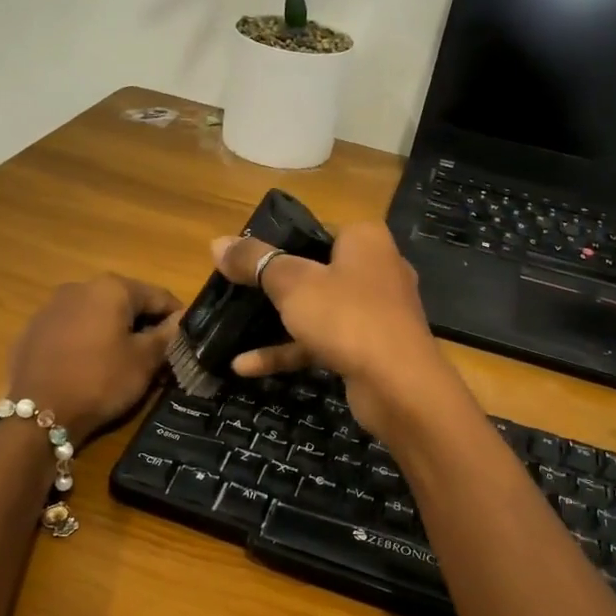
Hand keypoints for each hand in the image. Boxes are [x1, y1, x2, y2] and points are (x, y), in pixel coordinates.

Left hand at [7, 276, 181, 444]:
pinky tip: (89, 366)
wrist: (37, 413)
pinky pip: (72, 328)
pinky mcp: (34, 328)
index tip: (185, 341)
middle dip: (144, 324)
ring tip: (123, 363)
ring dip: (114, 331)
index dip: (177, 318)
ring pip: (97, 314)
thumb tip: (184, 318)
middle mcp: (80, 286)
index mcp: (112, 288)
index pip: (159, 296)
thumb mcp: (144, 361)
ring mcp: (52, 306)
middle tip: (156, 356)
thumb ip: (168, 334)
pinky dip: (87, 340)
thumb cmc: (100, 381)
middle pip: (126, 301)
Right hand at [209, 223, 455, 436]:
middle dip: (273, 284)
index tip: (244, 259)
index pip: (315, 229)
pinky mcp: (369, 347)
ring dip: (276, 321)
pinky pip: (322, 341)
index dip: (277, 242)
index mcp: (364, 240)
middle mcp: (375, 268)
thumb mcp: (292, 284)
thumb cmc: (347, 317)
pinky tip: (245, 366)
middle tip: (235, 290)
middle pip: (314, 270)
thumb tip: (216, 242)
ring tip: (233, 327)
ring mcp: (374, 312)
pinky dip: (289, 350)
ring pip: (317, 309)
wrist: (400, 386)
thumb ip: (254, 261)